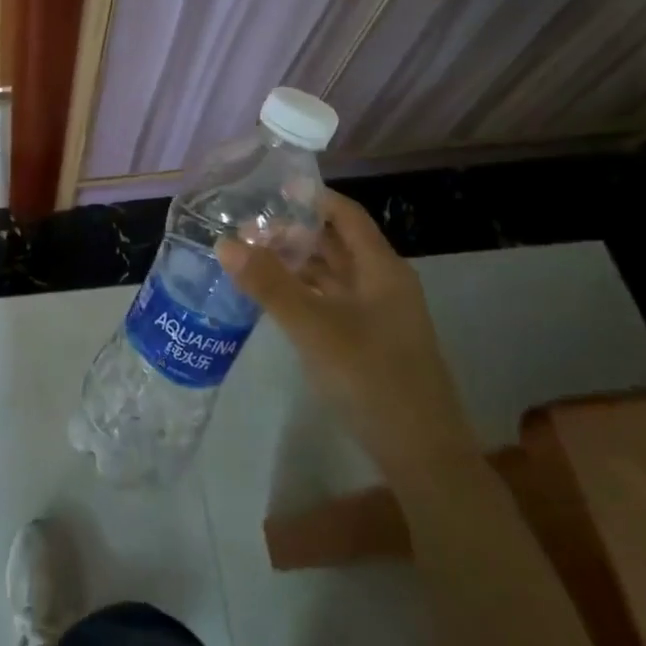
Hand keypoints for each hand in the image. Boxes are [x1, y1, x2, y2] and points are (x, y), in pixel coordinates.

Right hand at [219, 192, 475, 475]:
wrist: (422, 454)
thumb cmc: (371, 378)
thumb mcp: (314, 327)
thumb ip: (269, 284)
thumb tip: (224, 243)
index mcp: (381, 268)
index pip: (345, 214)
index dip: (310, 198)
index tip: (267, 191)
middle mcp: (381, 283)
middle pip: (335, 243)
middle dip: (291, 232)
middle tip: (244, 230)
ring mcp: (376, 314)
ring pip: (331, 274)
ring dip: (294, 263)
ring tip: (249, 259)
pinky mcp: (367, 341)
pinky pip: (329, 301)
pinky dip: (301, 292)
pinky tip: (271, 298)